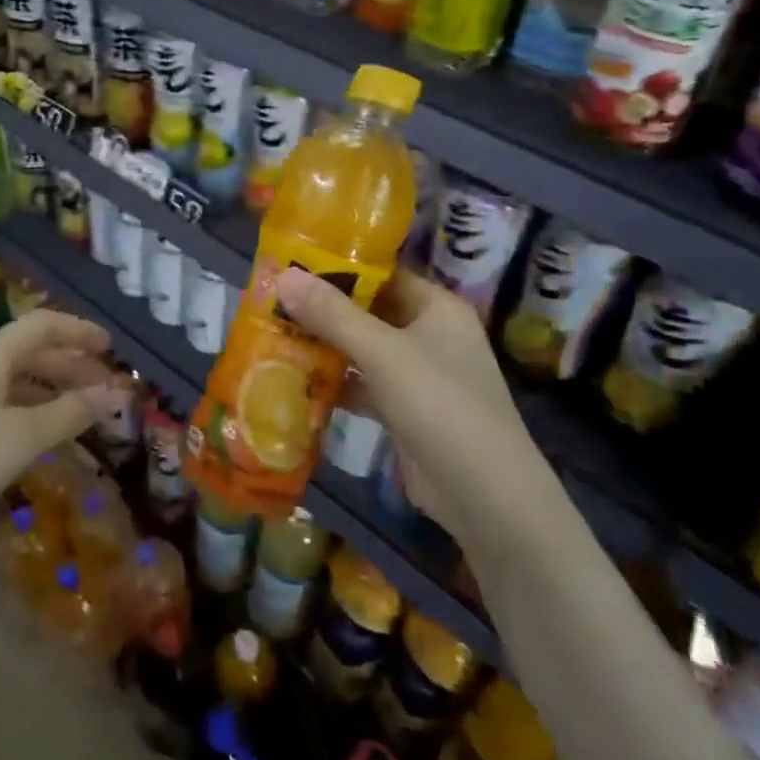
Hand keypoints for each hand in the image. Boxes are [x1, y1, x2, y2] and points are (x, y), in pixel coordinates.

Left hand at [0, 310, 118, 553]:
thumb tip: (114, 394)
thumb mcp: (23, 438)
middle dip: (69, 365)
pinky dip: (24, 405)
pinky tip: (37, 430)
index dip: (79, 331)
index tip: (111, 347)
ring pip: (10, 376)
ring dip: (48, 387)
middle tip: (104, 388)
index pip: (42, 324)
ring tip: (79, 410)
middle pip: (27, 350)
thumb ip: (71, 412)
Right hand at [276, 268, 537, 528]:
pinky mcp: (407, 411)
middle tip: (274, 299)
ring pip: (365, 350)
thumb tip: (284, 275)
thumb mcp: (382, 352)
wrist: (484, 494)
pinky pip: (366, 386)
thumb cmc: (438, 404)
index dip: (341, 266)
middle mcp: (432, 335)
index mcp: (438, 308)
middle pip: (371, 312)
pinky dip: (337, 383)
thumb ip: (332, 314)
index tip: (294, 264)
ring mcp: (421, 376)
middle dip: (325, 309)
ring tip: (275, 334)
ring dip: (327, 346)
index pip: (385, 274)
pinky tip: (297, 381)